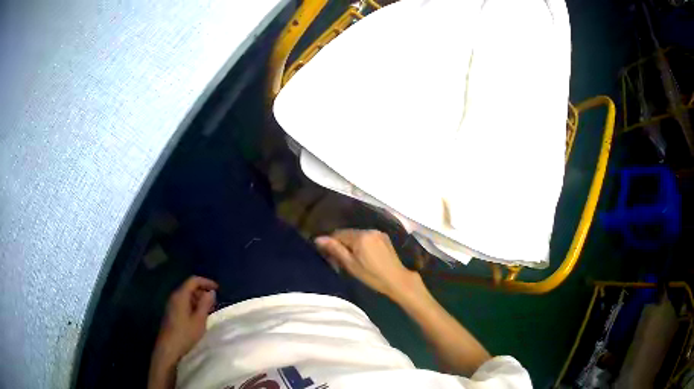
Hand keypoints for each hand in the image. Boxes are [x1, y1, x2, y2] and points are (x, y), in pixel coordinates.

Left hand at [154, 276, 217, 364]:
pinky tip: (199, 316)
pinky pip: (183, 303)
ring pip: (186, 296)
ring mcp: (171, 304)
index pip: (193, 280)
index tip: (218, 289)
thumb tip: (211, 292)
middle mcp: (174, 296)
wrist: (169, 348)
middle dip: (203, 291)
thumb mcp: (199, 320)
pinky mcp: (171, 312)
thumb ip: (205, 304)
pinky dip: (193, 305)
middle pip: (189, 287)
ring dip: (198, 299)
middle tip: (214, 302)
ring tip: (209, 310)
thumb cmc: (185, 334)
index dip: (206, 282)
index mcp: (180, 295)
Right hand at [315, 229, 418, 299]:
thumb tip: (318, 239)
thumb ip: (335, 249)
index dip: (331, 243)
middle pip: (348, 233)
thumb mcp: (351, 265)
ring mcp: (378, 233)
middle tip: (338, 259)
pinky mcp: (384, 237)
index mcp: (360, 236)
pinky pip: (367, 237)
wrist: (397, 280)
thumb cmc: (372, 276)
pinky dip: (362, 243)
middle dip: (341, 243)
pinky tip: (363, 255)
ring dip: (352, 243)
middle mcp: (369, 230)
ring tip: (351, 258)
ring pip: (357, 235)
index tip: (328, 255)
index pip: (338, 234)